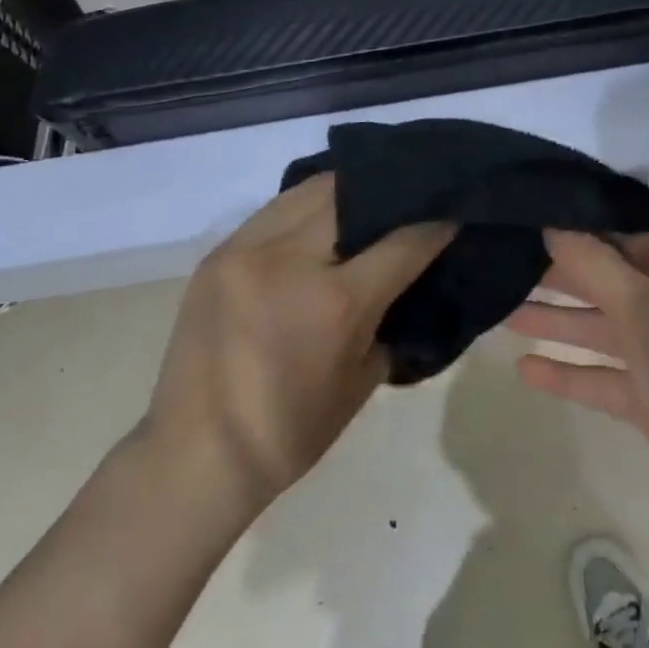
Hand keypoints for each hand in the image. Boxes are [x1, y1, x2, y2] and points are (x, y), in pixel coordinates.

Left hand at [139, 175, 451, 515]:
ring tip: (365, 201)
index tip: (454, 211)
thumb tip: (408, 278)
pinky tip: (320, 221)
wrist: (194, 457)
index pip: (403, 241)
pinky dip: (305, 208)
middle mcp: (290, 260)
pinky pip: (275, 210)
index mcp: (336, 303)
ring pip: (310, 190)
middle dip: (388, 193)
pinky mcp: (219, 252)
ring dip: (344, 191)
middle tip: (408, 199)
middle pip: (353, 193)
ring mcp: (247, 249)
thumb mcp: (363, 380)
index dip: (436, 223)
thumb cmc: (290, 433)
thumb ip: (389, 317)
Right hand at [507, 231, 648, 552]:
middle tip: (502, 269)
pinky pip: (605, 377)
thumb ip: (594, 265)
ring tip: (502, 313)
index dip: (574, 236)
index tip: (523, 230)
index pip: (619, 240)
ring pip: (602, 330)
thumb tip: (554, 224)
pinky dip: (570, 373)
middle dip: (558, 280)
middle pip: (607, 283)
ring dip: (557, 324)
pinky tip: (526, 369)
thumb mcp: (645, 307)